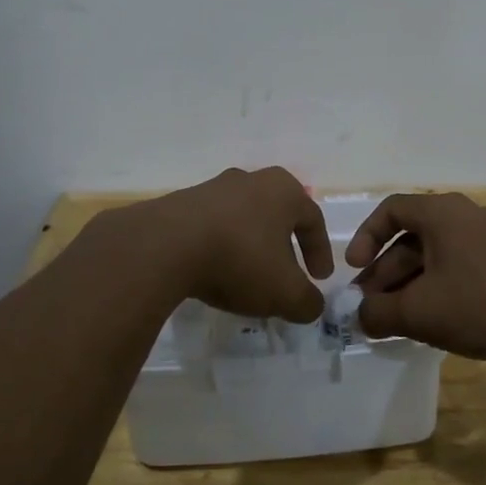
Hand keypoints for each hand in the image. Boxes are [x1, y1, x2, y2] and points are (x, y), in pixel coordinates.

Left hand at [137, 167, 332, 322]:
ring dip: (249, 247)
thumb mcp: (285, 293)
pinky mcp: (181, 203)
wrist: (165, 246)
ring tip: (246, 278)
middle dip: (284, 247)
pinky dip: (220, 248)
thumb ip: (307, 302)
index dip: (320, 251)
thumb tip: (311, 305)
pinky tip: (214, 272)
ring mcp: (212, 188)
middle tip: (285, 275)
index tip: (319, 279)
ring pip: (242, 219)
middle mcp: (250, 180)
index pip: (313, 219)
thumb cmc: (240, 259)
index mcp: (282, 190)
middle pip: (276, 215)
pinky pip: (212, 227)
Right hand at [347, 192, 485, 358]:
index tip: (353, 271)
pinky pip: (458, 264)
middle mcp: (464, 214)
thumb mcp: (419, 313)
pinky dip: (437, 286)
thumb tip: (360, 315)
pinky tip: (433, 319)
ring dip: (409, 283)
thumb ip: (378, 313)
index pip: (389, 209)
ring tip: (396, 319)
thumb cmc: (481, 305)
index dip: (365, 238)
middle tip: (370, 306)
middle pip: (411, 236)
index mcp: (441, 213)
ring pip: (435, 254)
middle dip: (385, 272)